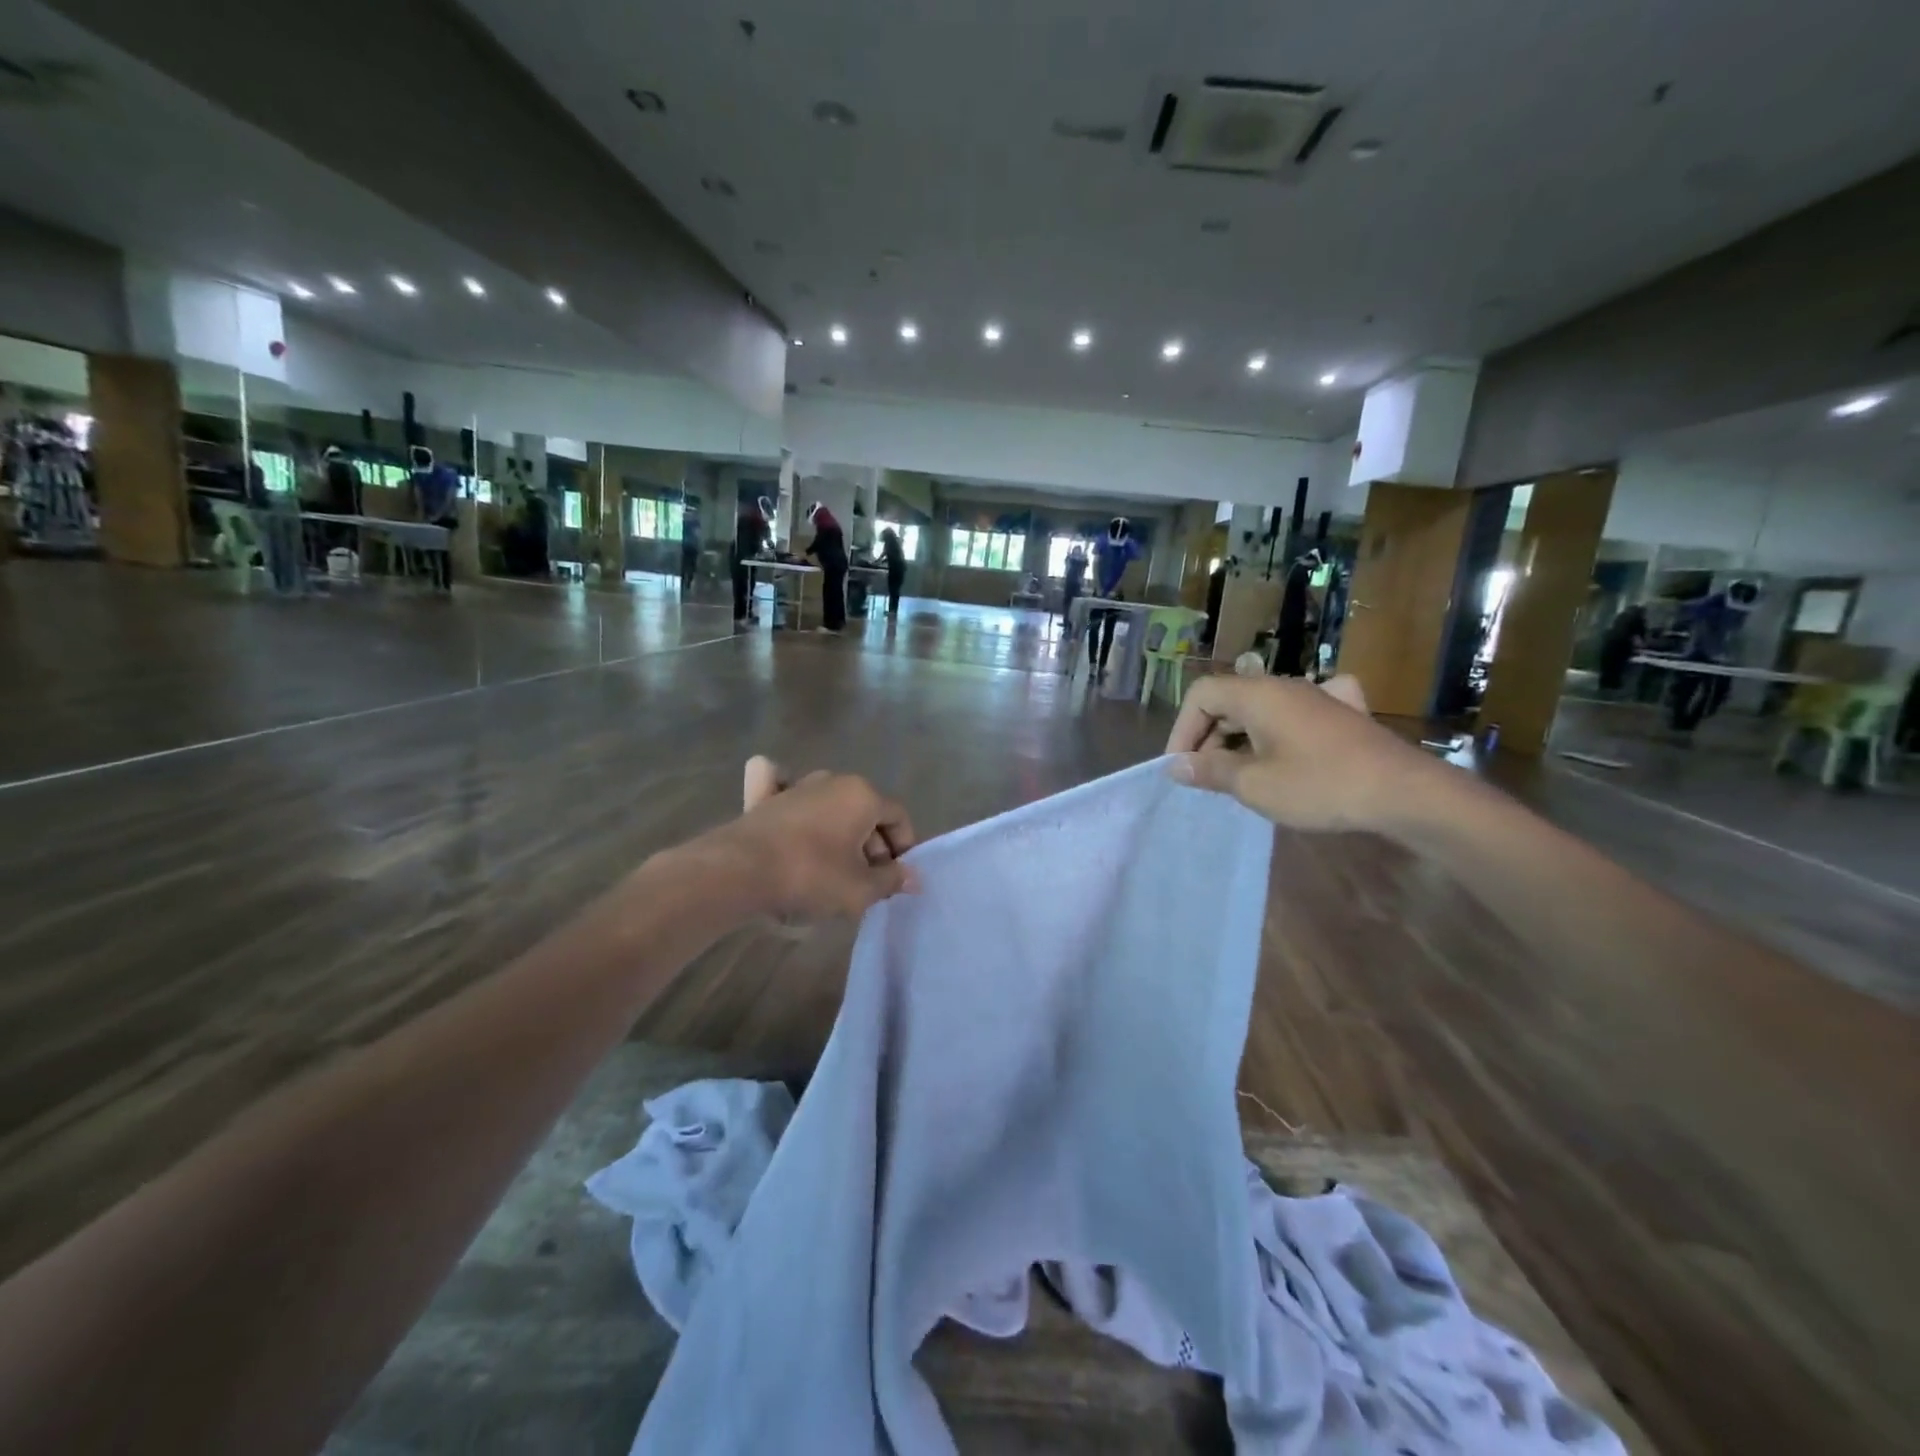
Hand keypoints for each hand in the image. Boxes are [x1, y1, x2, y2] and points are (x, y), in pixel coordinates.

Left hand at [704, 757, 919, 921]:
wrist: (740, 871)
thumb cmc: (811, 876)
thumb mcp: (860, 889)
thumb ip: (891, 880)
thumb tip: (913, 877)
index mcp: (863, 795)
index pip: (898, 817)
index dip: (904, 848)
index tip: (895, 878)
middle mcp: (834, 780)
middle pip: (866, 811)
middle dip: (873, 845)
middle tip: (867, 881)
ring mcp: (797, 785)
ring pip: (831, 805)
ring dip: (840, 831)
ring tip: (834, 865)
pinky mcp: (765, 797)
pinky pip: (782, 786)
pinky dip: (788, 792)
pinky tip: (785, 797)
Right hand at [1165, 675, 1448, 833]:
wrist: (1402, 792)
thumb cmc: (1319, 785)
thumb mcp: (1255, 784)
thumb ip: (1210, 771)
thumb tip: (1176, 766)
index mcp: (1258, 695)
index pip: (1201, 695)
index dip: (1183, 729)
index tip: (1182, 767)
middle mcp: (1284, 687)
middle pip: (1229, 700)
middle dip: (1208, 737)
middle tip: (1207, 777)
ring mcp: (1317, 698)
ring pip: (1260, 709)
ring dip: (1238, 738)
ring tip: (1239, 776)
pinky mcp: (1341, 715)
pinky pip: (1294, 714)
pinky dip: (1276, 730)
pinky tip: (1286, 746)